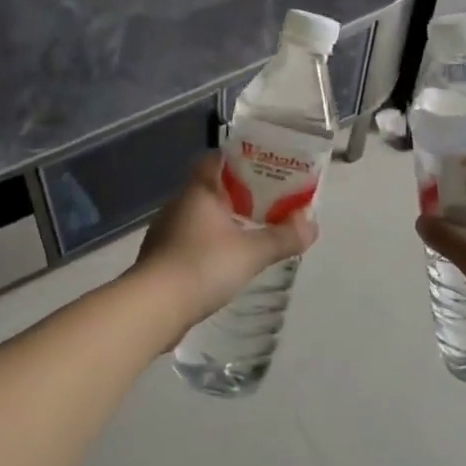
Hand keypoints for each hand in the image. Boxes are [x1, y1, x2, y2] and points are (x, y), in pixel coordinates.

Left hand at [137, 154, 317, 326]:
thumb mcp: (252, 252)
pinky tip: (225, 261)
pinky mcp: (162, 257)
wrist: (153, 307)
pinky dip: (210, 244)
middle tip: (269, 202)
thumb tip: (312, 223)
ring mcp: (167, 230)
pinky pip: (192, 240)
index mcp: (199, 190)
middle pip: (212, 187)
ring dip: (225, 220)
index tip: (265, 167)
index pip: (217, 159)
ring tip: (252, 232)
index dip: (241, 159)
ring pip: (201, 216)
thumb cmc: (203, 266)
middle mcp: (180, 203)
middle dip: (240, 193)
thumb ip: (283, 237)